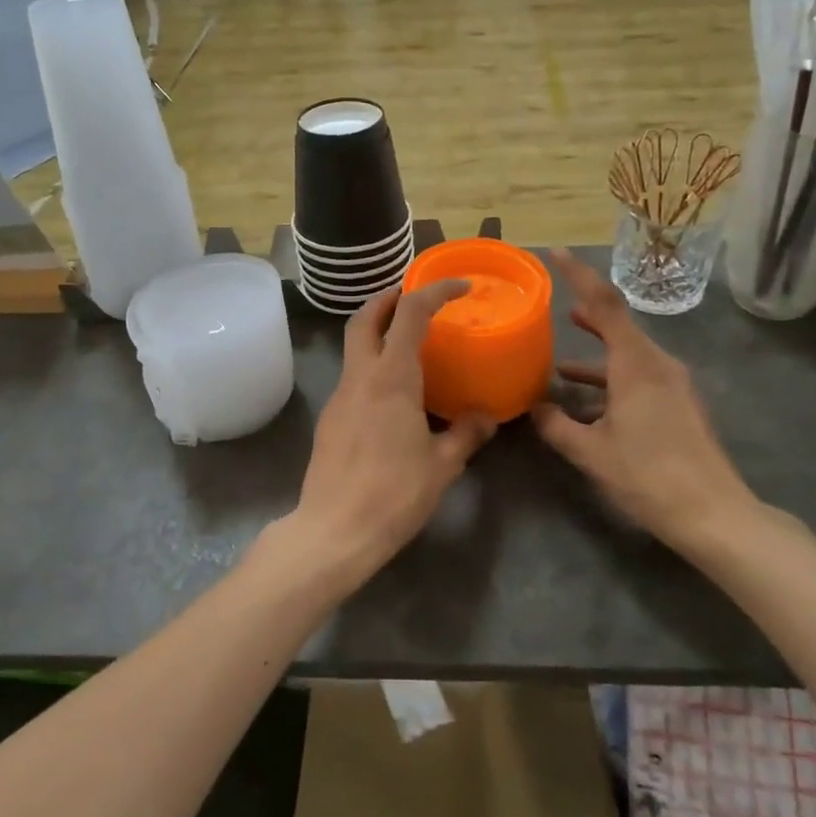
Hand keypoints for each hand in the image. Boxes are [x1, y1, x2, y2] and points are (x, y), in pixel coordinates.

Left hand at [271, 281, 495, 595]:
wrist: (335, 530)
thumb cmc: (395, 493)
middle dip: (388, 298)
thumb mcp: (443, 464)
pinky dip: (371, 365)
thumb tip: (486, 418)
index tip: (459, 287)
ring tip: (408, 342)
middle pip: (365, 318)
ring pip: (353, 347)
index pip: (410, 314)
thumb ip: (465, 434)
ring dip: (377, 331)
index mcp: (391, 377)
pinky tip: (392, 393)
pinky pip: (352, 377)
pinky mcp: (330, 419)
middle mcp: (360, 377)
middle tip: (414, 296)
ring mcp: (339, 396)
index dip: (434, 291)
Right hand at [531, 250, 769, 560]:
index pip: (605, 304)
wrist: (713, 514)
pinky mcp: (679, 404)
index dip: (579, 275)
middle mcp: (658, 364)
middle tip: (556, 306)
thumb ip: (556, 425)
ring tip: (560, 360)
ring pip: (627, 355)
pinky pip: (639, 377)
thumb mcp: (591, 452)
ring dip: (596, 355)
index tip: (556, 254)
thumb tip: (534, 408)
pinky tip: (588, 404)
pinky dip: (611, 380)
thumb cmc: (648, 474)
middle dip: (587, 315)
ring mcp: (673, 384)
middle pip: (619, 325)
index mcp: (636, 364)